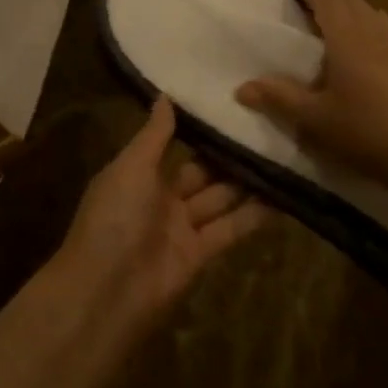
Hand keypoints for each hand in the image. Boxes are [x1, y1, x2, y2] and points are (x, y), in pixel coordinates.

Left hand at [52, 98, 271, 329]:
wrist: (105, 292)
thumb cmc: (113, 218)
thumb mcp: (130, 167)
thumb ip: (154, 135)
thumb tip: (165, 95)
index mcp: (139, 174)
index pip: (173, 145)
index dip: (198, 129)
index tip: (229, 105)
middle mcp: (161, 198)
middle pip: (202, 172)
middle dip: (228, 155)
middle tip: (266, 127)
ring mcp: (181, 228)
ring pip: (220, 199)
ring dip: (246, 182)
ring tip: (281, 155)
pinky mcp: (201, 255)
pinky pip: (230, 229)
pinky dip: (253, 216)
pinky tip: (282, 197)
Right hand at [235, 0, 387, 193]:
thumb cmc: (364, 131)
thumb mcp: (314, 118)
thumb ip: (278, 98)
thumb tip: (241, 88)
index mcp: (347, 38)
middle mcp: (372, 33)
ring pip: (368, 10)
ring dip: (347, 5)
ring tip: (328, 15)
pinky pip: (383, 26)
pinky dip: (366, 20)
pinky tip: (362, 39)